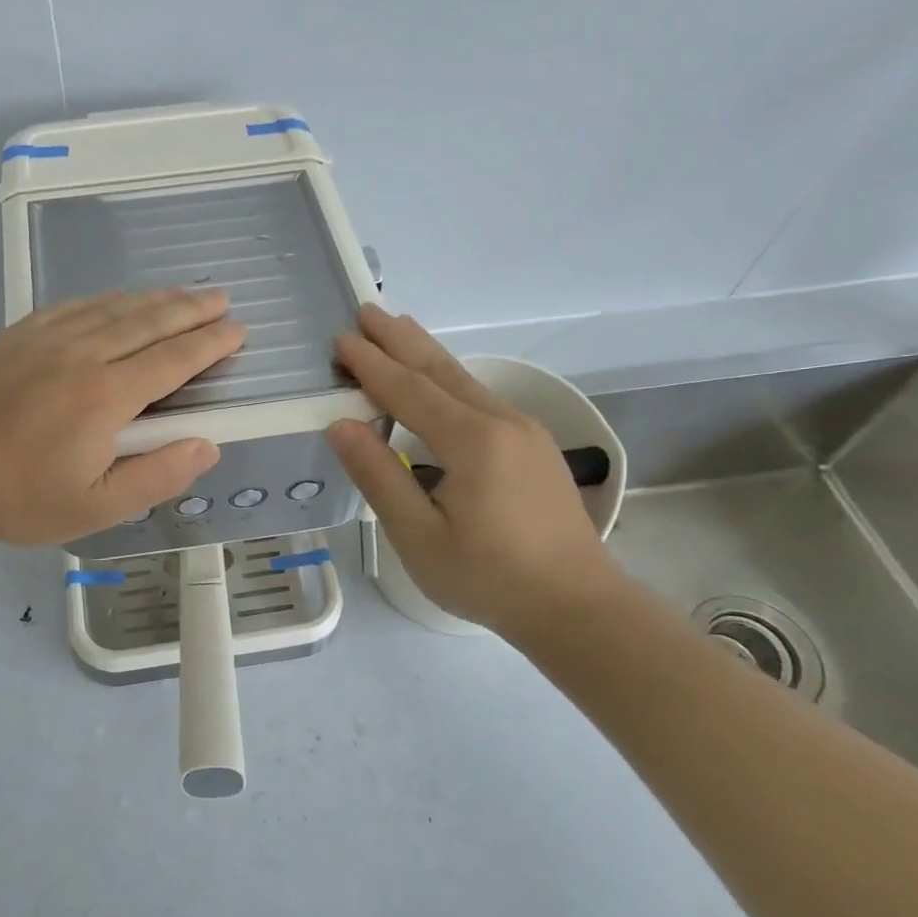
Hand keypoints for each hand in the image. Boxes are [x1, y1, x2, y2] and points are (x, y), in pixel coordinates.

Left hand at [0, 289, 243, 546]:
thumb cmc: (21, 498)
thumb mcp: (96, 507)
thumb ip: (157, 476)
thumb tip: (207, 445)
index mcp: (107, 397)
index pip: (173, 360)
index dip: (209, 344)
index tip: (236, 330)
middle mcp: (82, 356)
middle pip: (148, 323)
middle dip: (191, 309)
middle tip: (221, 298)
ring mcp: (45, 340)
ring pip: (112, 308)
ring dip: (154, 299)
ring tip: (184, 293)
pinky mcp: (17, 335)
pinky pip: (72, 306)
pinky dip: (105, 299)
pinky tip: (118, 297)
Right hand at [325, 305, 622, 640]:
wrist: (577, 607)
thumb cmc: (489, 578)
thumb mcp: (419, 536)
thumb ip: (379, 477)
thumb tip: (341, 425)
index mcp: (472, 441)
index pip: (408, 390)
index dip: (370, 365)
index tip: (339, 339)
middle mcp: (501, 422)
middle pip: (440, 369)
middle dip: (400, 339)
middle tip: (366, 309)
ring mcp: (524, 431)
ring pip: (464, 379)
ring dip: (425, 352)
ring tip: (398, 327)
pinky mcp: (534, 447)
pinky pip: (480, 397)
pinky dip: (448, 378)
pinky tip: (439, 380)